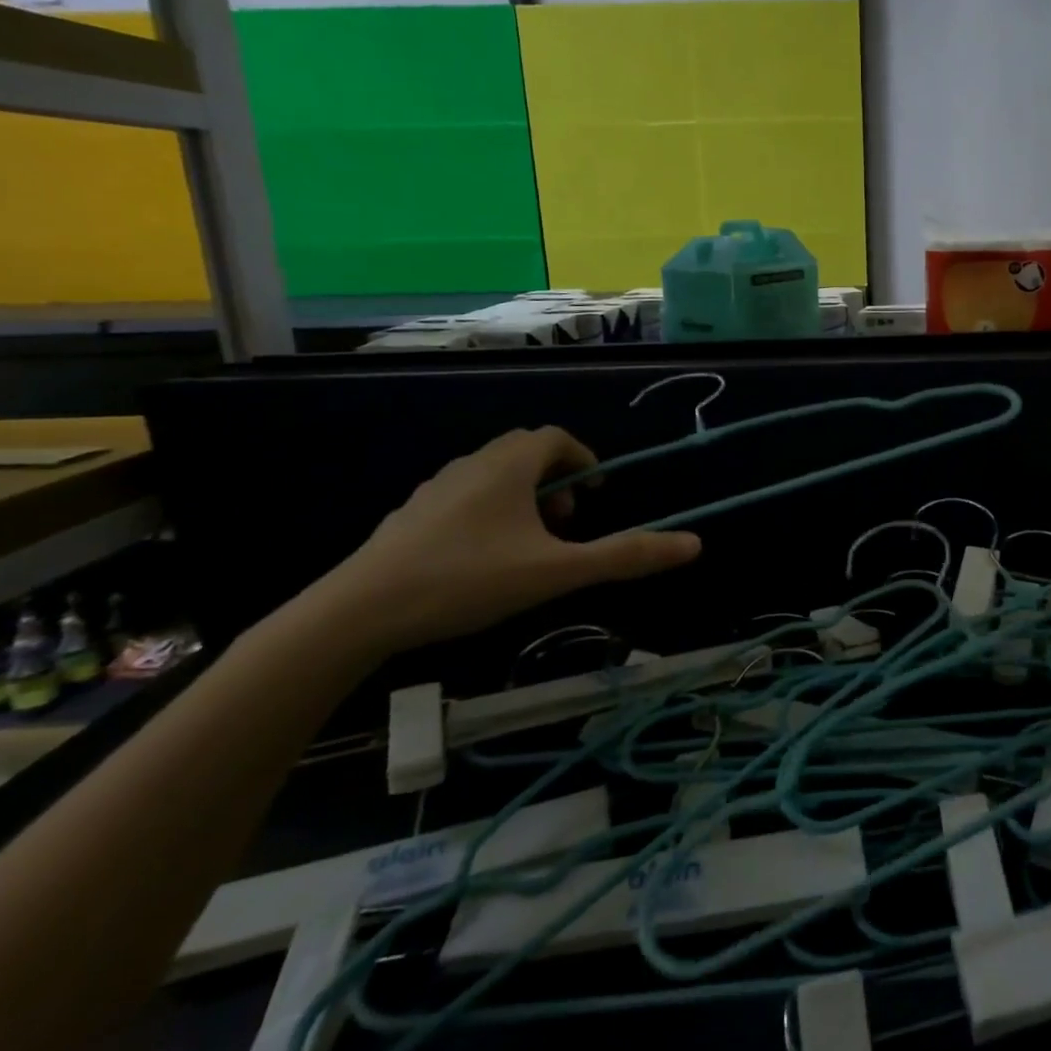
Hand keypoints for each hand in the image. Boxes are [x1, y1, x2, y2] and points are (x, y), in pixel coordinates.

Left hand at [317, 427, 700, 657]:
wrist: (356, 613)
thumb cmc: (467, 580)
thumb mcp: (556, 571)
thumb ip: (625, 556)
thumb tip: (694, 544)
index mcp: (508, 466)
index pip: (556, 437)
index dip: (584, 459)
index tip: (595, 495)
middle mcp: (471, 465)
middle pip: (525, 452)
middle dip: (556, 480)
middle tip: (566, 523)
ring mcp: (434, 489)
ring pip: (492, 476)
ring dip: (522, 498)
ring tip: (530, 545)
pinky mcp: (408, 517)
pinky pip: (463, 498)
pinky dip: (488, 513)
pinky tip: (482, 561)